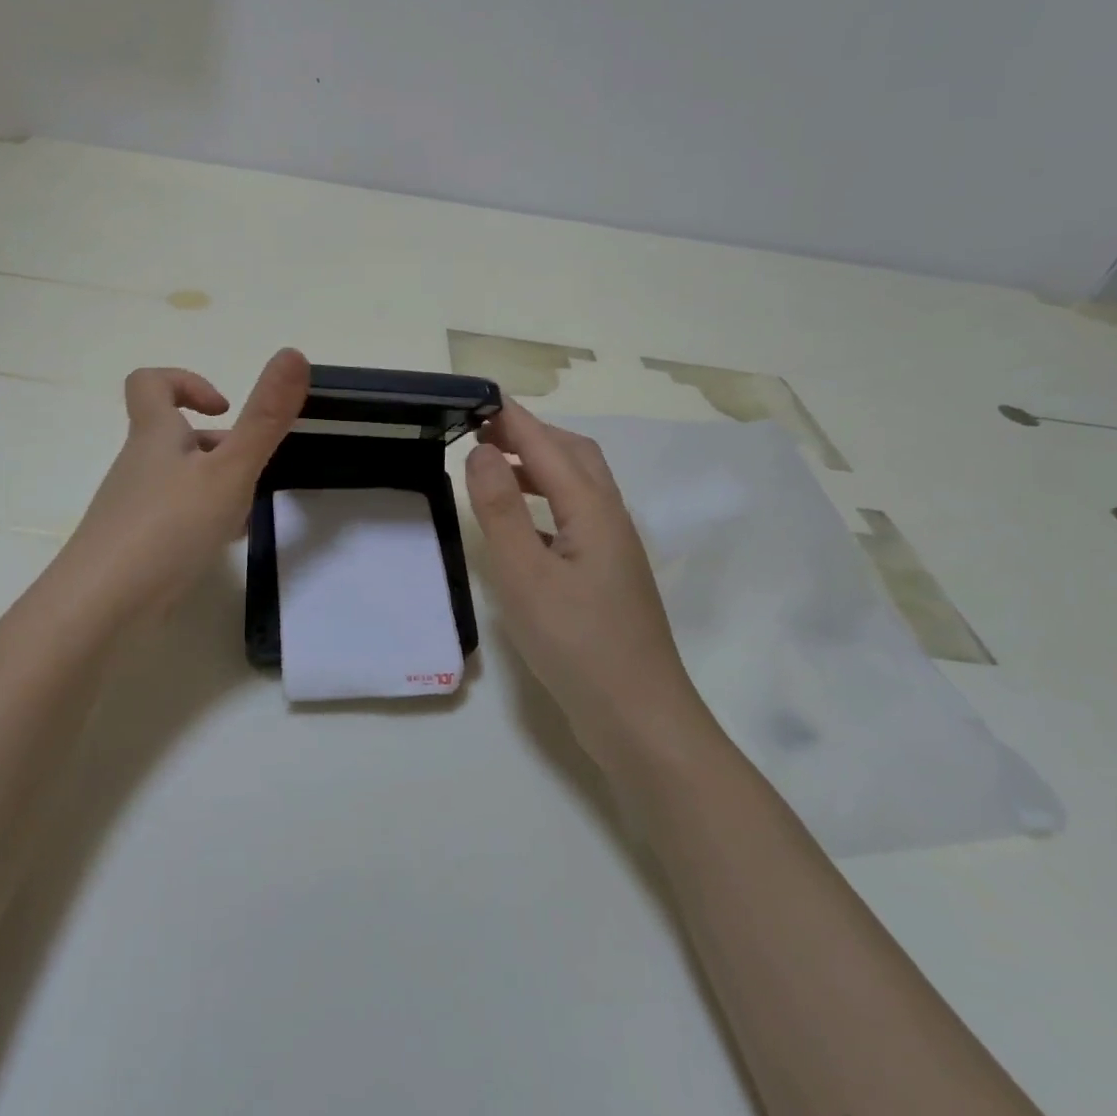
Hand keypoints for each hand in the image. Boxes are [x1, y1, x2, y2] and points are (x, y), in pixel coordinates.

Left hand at [46, 349, 309, 632]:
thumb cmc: (166, 528)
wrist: (98, 608)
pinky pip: (173, 517)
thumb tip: (293, 353)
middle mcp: (139, 465)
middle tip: (250, 469)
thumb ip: (264, 418)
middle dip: (218, 446)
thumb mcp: (228, 471)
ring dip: (215, 485)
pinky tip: (223, 545)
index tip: (222, 408)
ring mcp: (132, 507)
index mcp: (155, 436)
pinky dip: (202, 520)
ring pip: (179, 479)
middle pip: (174, 436)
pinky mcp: (134, 545)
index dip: (187, 381)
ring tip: (245, 511)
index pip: (151, 383)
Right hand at [465, 401, 708, 769]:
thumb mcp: (526, 576)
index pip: (547, 445)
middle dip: (529, 433)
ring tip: (494, 465)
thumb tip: (483, 451)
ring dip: (538, 464)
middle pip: (573, 455)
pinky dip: (544, 500)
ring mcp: (612, 547)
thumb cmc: (578, 645)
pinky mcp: (606, 574)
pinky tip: (521, 523)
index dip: (513, 418)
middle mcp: (609, 518)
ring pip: (577, 485)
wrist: (639, 719)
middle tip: (482, 430)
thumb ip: (501, 511)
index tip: (477, 396)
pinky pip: (574, 515)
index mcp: (593, 510)